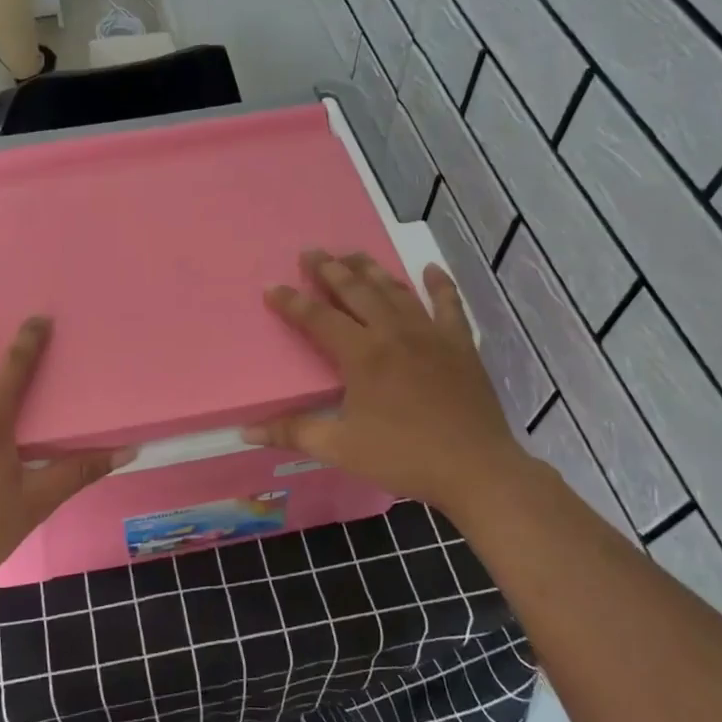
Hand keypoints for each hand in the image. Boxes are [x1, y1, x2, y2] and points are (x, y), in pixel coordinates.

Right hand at [246, 251, 525, 514]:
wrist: (475, 469)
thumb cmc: (403, 457)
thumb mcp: (341, 448)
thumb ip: (293, 433)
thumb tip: (246, 431)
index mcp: (362, 355)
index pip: (318, 318)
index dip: (292, 302)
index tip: (271, 287)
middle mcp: (393, 333)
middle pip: (356, 291)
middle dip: (329, 270)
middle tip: (310, 252)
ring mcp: (430, 334)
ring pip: (395, 290)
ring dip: (371, 269)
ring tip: (352, 254)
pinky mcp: (460, 344)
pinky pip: (449, 305)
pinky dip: (439, 284)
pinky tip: (431, 269)